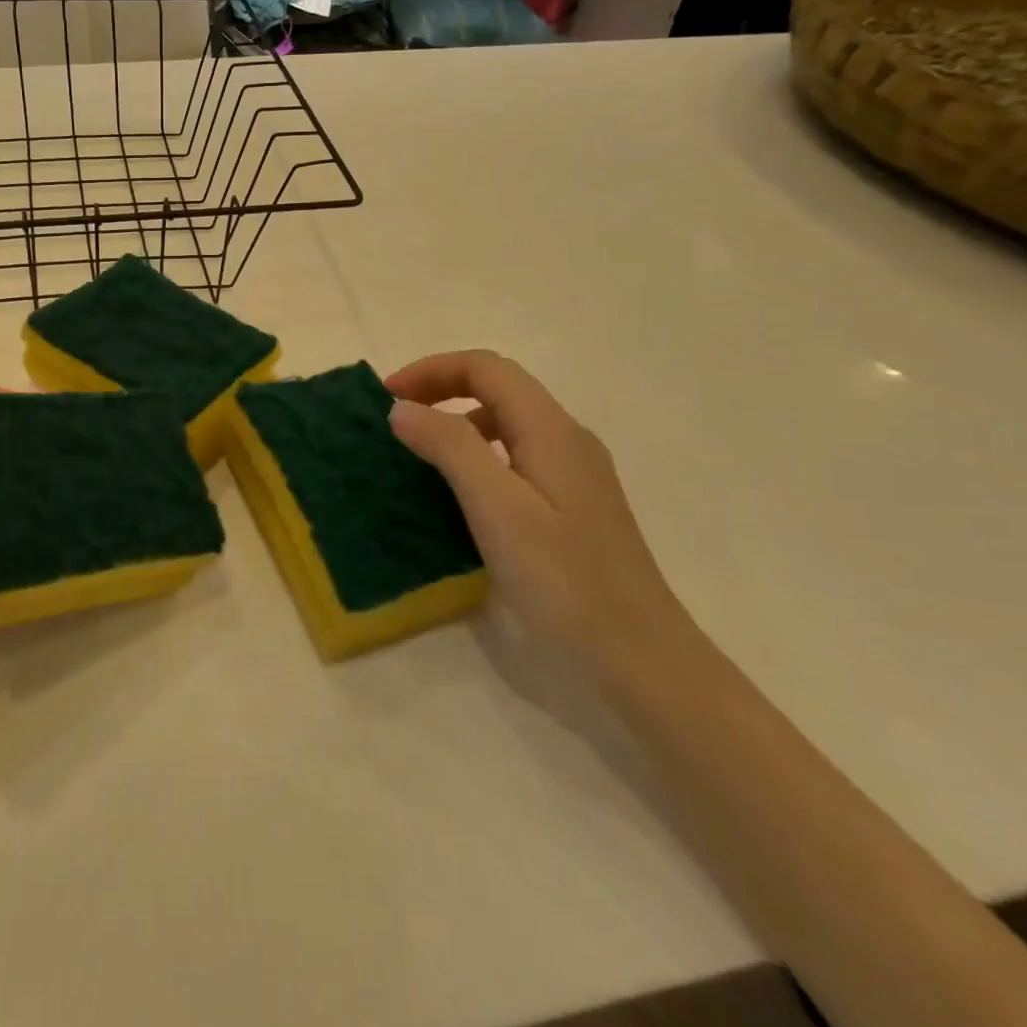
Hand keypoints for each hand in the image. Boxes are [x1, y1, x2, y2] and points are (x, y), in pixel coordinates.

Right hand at [386, 350, 695, 675]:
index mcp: (551, 429)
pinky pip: (516, 457)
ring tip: (418, 455)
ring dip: (457, 423)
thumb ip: (449, 447)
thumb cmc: (564, 579)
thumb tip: (402, 407)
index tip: (386, 398)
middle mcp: (567, 439)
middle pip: (499, 388)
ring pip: (508, 423)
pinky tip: (459, 494)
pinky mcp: (573, 506)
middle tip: (395, 420)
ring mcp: (574, 474)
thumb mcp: (496, 507)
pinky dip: (477, 456)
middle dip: (441, 390)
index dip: (432, 370)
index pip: (486, 368)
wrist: (640, 658)